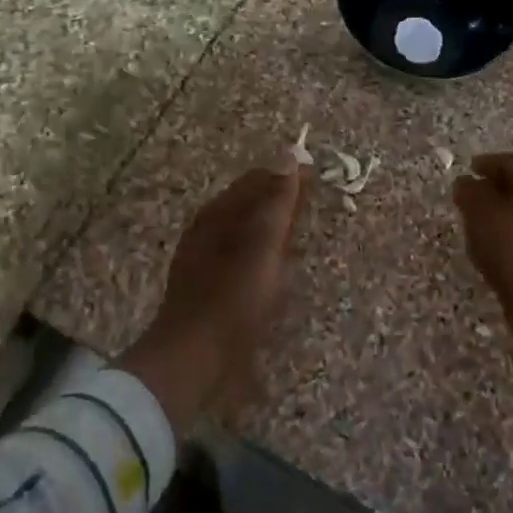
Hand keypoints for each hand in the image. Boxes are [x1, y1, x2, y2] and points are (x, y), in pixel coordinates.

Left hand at [119, 158, 309, 431]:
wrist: (195, 359)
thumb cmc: (232, 299)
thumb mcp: (261, 246)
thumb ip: (277, 203)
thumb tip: (290, 153)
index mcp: (216, 216)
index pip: (255, 180)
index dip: (286, 174)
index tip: (317, 173)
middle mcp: (207, 233)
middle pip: (248, 205)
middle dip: (280, 199)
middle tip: (314, 201)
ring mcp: (207, 262)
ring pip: (245, 232)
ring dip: (273, 227)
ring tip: (302, 230)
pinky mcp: (212, 289)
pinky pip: (244, 258)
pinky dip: (266, 253)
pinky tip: (278, 267)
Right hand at [453, 153, 512, 363]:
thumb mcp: (481, 212)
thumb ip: (470, 192)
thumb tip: (466, 182)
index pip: (512, 162)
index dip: (488, 163)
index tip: (470, 169)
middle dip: (500, 189)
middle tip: (476, 196)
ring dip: (508, 216)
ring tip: (482, 225)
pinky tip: (499, 250)